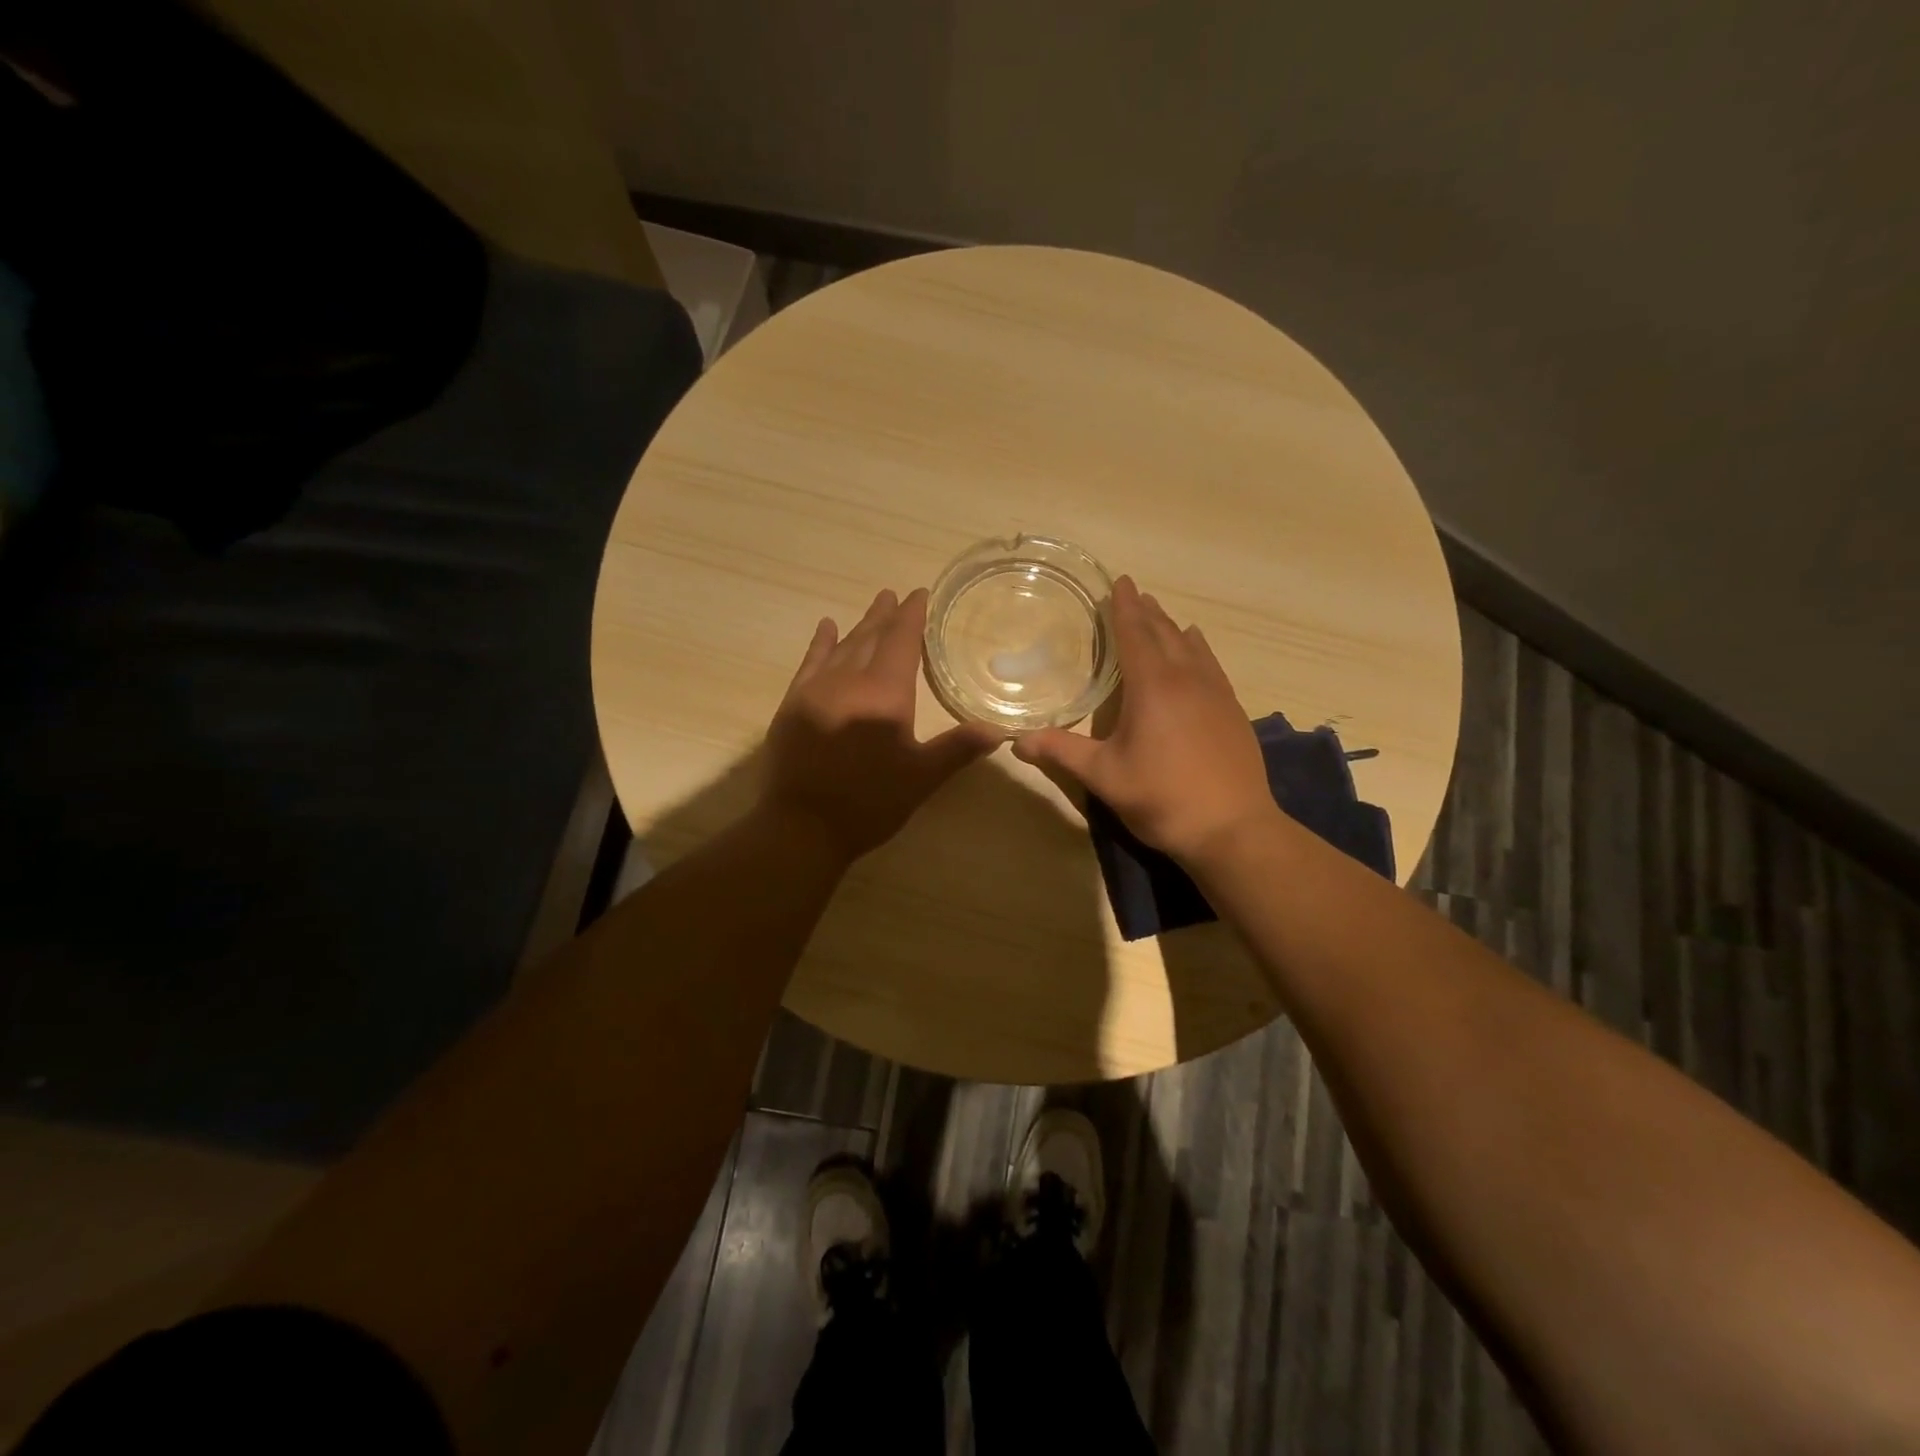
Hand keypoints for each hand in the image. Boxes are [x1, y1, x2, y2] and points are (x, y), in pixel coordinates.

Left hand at [762, 587, 1000, 861]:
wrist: (801, 826)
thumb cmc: (869, 802)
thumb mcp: (921, 778)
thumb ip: (958, 748)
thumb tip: (1000, 730)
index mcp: (885, 693)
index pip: (901, 641)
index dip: (912, 616)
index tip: (920, 593)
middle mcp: (849, 680)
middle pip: (871, 638)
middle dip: (887, 616)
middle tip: (897, 595)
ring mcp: (816, 690)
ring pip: (843, 646)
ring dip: (860, 625)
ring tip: (875, 605)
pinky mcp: (793, 704)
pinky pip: (810, 662)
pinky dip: (821, 643)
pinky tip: (827, 628)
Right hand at [1013, 576, 1273, 865]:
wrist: (1232, 828)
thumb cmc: (1161, 797)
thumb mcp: (1103, 776)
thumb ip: (1061, 752)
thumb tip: (1016, 741)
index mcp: (1152, 686)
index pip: (1135, 634)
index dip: (1124, 607)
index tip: (1120, 582)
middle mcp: (1187, 679)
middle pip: (1165, 634)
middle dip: (1147, 612)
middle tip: (1134, 594)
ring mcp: (1216, 694)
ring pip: (1192, 647)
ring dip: (1172, 628)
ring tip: (1161, 616)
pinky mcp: (1233, 711)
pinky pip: (1212, 666)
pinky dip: (1197, 650)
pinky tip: (1197, 652)